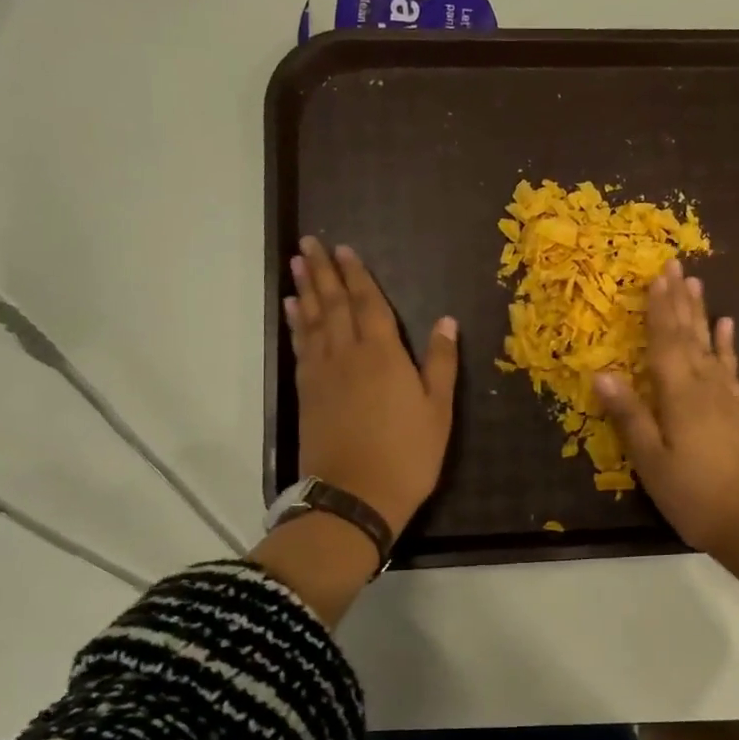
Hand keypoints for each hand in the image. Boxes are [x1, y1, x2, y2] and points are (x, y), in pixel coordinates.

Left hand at [285, 237, 457, 537]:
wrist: (355, 497)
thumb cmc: (407, 455)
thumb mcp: (438, 410)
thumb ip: (440, 362)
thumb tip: (446, 321)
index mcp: (384, 355)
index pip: (369, 305)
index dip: (358, 276)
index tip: (345, 249)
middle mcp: (348, 354)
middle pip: (334, 305)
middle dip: (324, 272)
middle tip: (309, 242)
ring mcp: (323, 373)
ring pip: (312, 321)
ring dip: (305, 290)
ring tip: (297, 264)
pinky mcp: (307, 393)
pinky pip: (301, 347)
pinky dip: (295, 324)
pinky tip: (292, 310)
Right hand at [594, 260, 738, 558]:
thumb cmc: (695, 494)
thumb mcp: (652, 460)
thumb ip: (629, 415)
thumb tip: (601, 372)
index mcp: (679, 394)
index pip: (665, 341)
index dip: (659, 308)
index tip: (656, 275)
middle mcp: (704, 386)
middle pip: (689, 335)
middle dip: (680, 300)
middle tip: (676, 265)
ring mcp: (726, 398)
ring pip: (709, 345)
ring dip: (701, 314)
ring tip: (698, 284)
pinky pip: (730, 369)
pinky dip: (726, 346)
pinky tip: (727, 329)